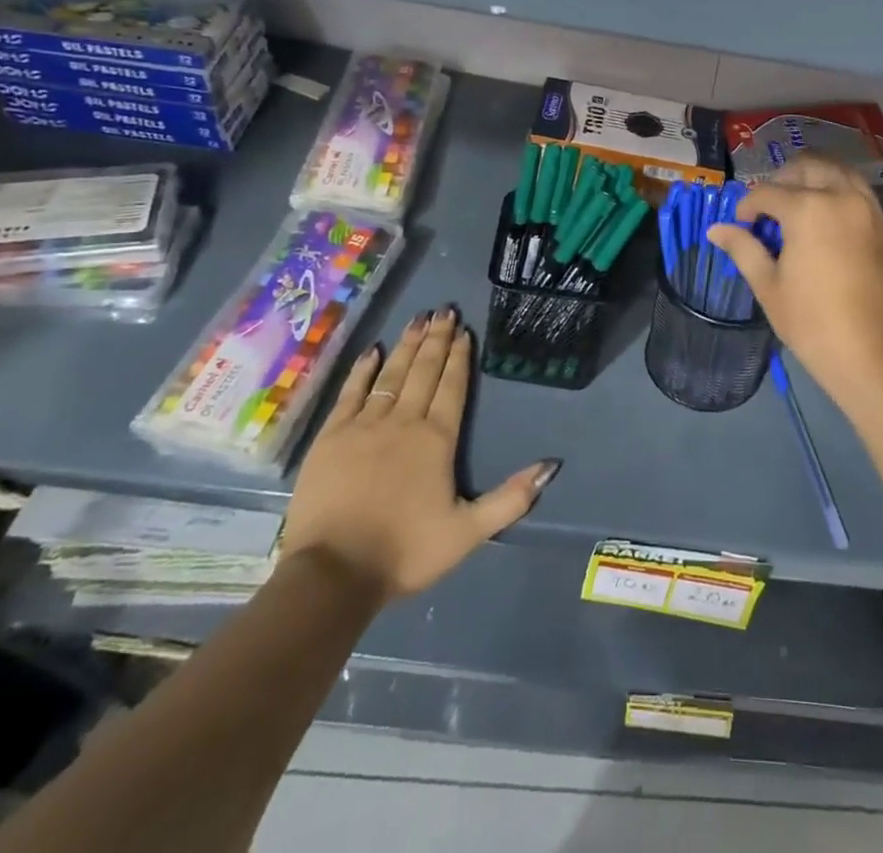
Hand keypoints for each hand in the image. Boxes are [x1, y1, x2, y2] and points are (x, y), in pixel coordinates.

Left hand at [282, 309, 559, 600]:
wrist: (333, 573)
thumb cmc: (405, 552)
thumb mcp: (468, 533)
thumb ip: (511, 498)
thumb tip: (551, 466)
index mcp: (436, 439)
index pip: (451, 387)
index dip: (459, 357)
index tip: (463, 330)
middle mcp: (403, 421)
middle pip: (424, 371)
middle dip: (436, 339)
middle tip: (443, 309)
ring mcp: (364, 425)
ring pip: (391, 374)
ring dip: (407, 345)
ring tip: (418, 319)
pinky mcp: (331, 437)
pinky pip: (351, 392)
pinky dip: (363, 370)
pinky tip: (373, 351)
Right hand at [705, 155, 882, 416]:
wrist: (878, 358)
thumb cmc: (814, 325)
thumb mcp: (769, 287)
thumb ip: (743, 249)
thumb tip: (715, 229)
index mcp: (808, 209)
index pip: (768, 192)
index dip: (747, 205)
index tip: (741, 224)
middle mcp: (843, 198)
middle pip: (810, 166)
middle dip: (784, 178)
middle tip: (770, 206)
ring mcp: (873, 211)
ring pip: (842, 173)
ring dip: (816, 179)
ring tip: (800, 205)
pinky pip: (862, 196)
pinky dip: (842, 196)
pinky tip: (830, 225)